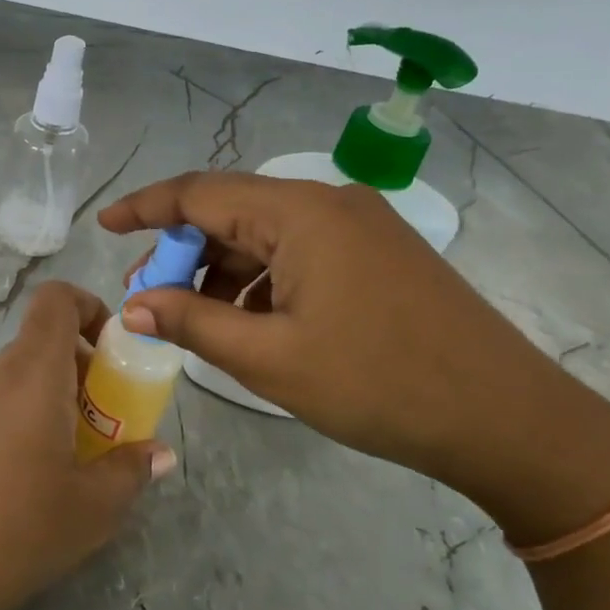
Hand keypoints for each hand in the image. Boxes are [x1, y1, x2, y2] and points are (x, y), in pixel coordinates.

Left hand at [0, 281, 174, 609]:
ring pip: (22, 380)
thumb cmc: (13, 530)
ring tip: (75, 464)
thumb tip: (159, 453)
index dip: (91, 309)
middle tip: (109, 426)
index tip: (115, 356)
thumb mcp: (91, 509)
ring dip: (57, 404)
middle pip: (45, 344)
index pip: (57, 299)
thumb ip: (130, 471)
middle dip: (86, 373)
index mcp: (33, 374)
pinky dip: (26, 424)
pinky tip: (30, 485)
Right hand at [99, 173, 609, 538]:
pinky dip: (266, 281)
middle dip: (185, 251)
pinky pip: (302, 253)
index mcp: (301, 213)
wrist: (503, 416)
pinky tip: (254, 323)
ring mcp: (362, 226)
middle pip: (235, 212)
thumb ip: (193, 322)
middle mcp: (331, 203)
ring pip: (269, 236)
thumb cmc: (377, 384)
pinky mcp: (379, 254)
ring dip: (225, 271)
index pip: (202, 192)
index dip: (147, 207)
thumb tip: (135, 303)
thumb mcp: (270, 358)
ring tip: (198, 320)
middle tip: (151, 297)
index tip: (106, 226)